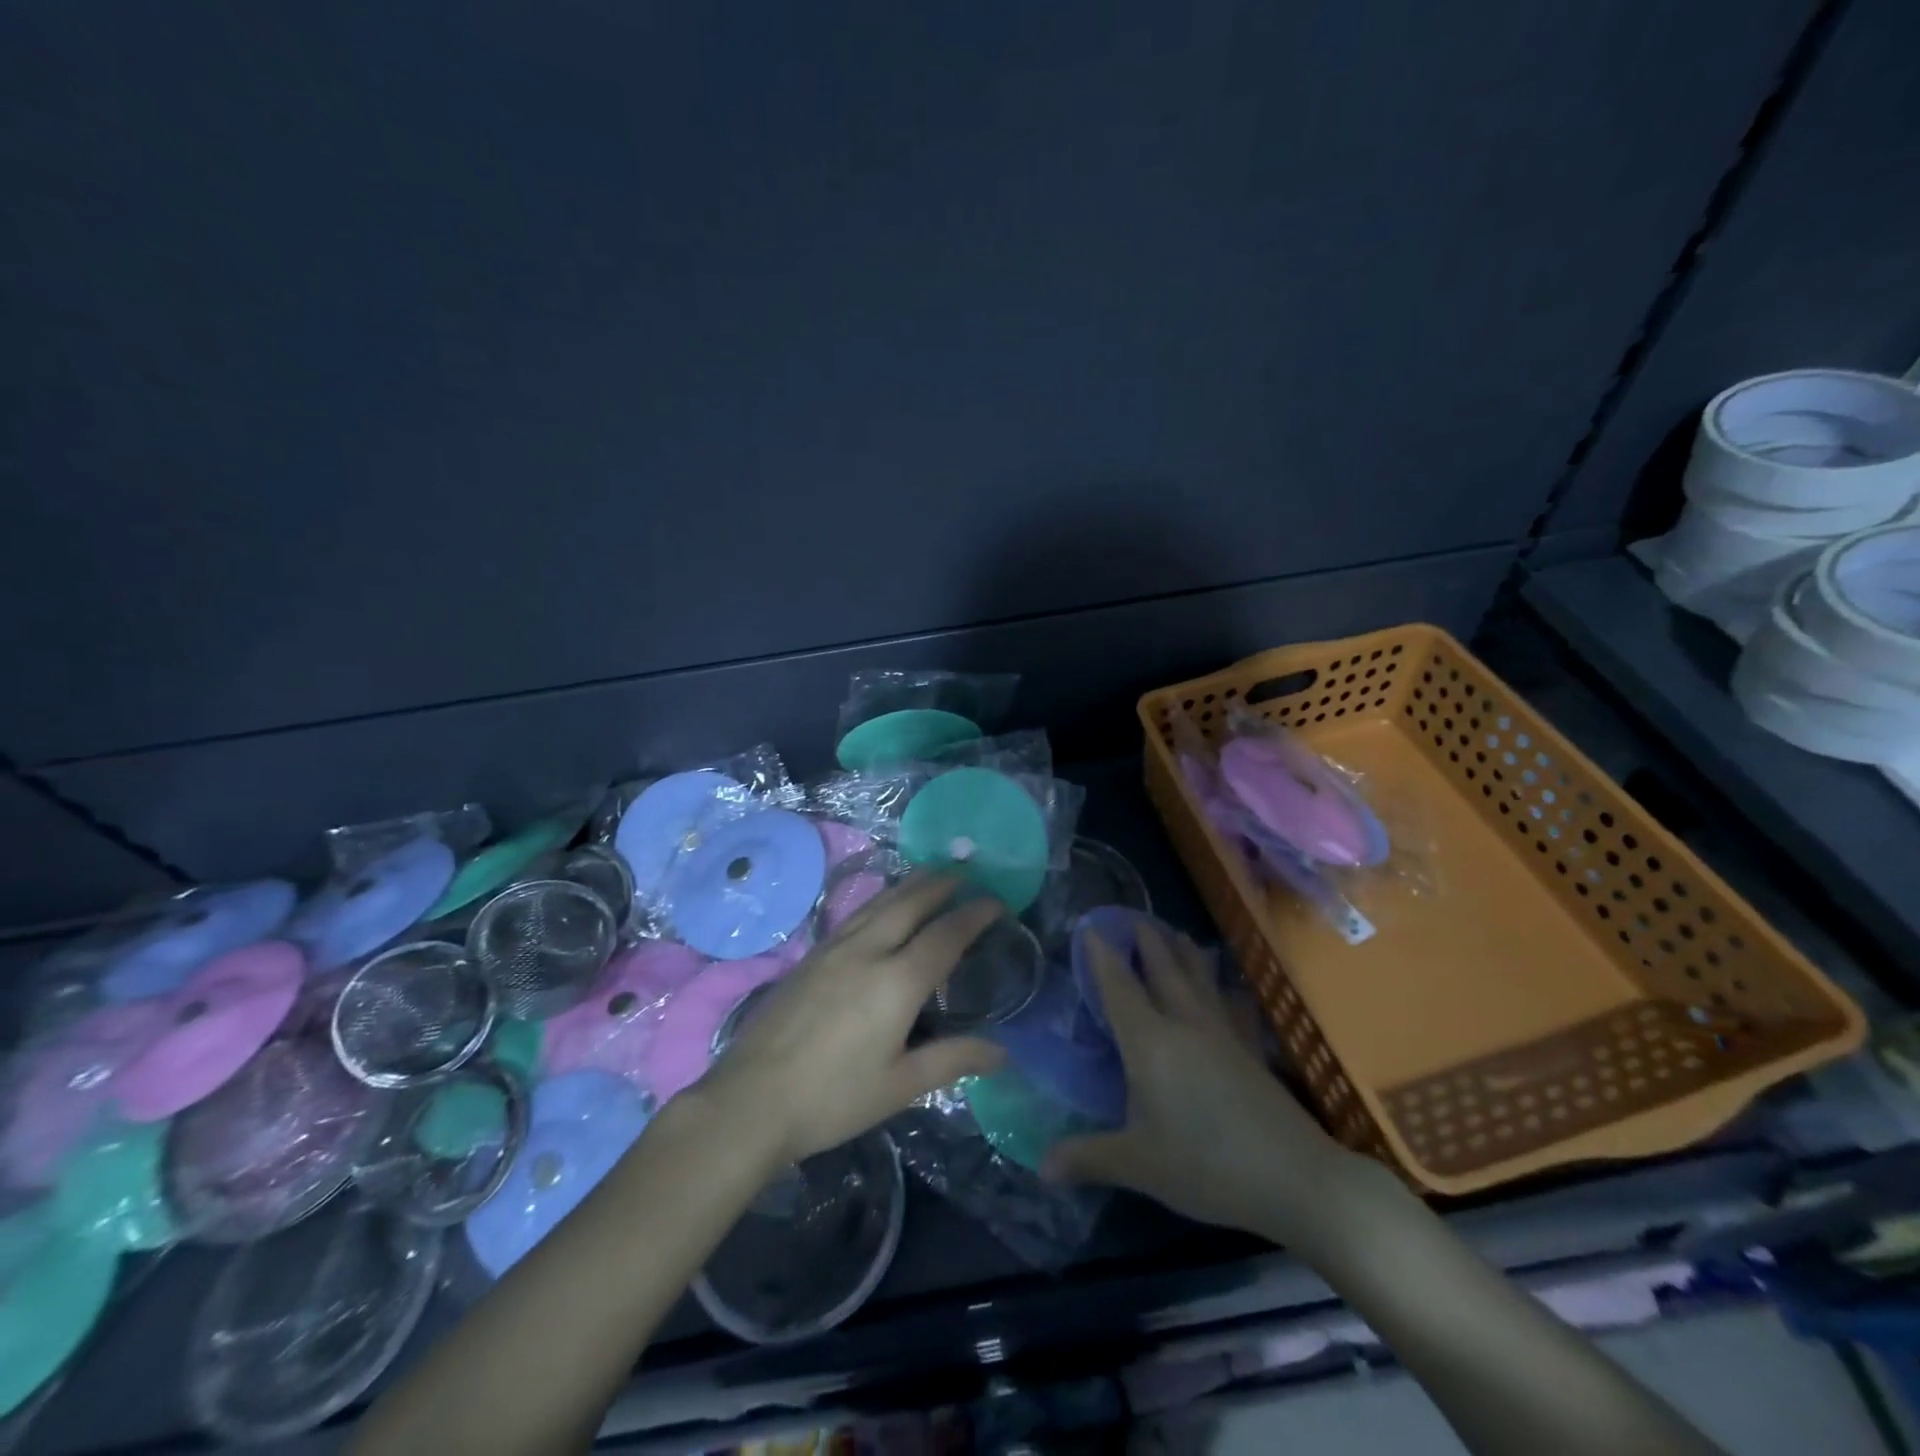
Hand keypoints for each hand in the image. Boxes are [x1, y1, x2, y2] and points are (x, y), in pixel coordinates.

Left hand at [695, 874, 1006, 1165]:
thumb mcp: (900, 1085)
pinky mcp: (810, 956)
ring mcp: (834, 949)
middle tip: (964, 871)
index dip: (974, 915)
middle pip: (910, 903)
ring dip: (909, 884)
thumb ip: (952, 1059)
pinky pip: (856, 913)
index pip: (946, 935)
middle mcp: (868, 951)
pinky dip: (881, 899)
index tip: (997, 901)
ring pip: (879, 902)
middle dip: (941, 883)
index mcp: (897, 981)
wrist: (751, 1099)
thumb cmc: (833, 1098)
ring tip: (929, 875)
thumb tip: (1002, 1052)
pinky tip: (880, 906)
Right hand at [1044, 922, 1357, 1244]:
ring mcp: (1222, 1034)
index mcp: (1150, 1042)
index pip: (1119, 986)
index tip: (1090, 925)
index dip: (1102, 955)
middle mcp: (1185, 1024)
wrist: (1296, 1177)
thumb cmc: (1207, 1165)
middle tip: (1133, 917)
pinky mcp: (1249, 1050)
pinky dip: (1222, 989)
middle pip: (1163, 970)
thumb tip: (1042, 1167)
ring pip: (1199, 980)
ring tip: (1176, 932)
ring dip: (1184, 953)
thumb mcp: (1139, 1165)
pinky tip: (1227, 990)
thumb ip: (1089, 1158)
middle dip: (1146, 941)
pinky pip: (1229, 1005)